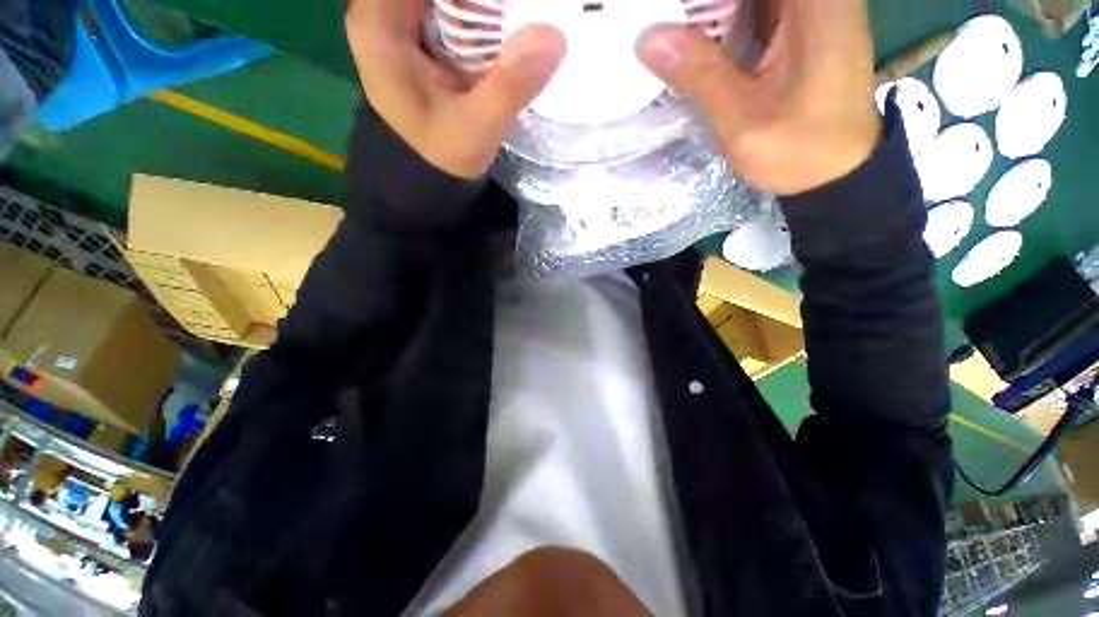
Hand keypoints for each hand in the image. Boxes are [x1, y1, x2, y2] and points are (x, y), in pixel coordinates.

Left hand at [346, 0, 565, 178]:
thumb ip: (511, 85)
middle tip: (509, 16)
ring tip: (506, 20)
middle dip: (473, 4)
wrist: (429, 178)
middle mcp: (377, 14)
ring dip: (472, 8)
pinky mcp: (410, 39)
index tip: (495, 11)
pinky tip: (492, 29)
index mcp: (379, 24)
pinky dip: (468, 13)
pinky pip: (439, 9)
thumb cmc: (444, 155)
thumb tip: (556, 37)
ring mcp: (392, 25)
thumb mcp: (479, 127)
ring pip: (437, 1)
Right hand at [638, 0, 881, 195]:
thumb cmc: (798, 151)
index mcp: (814, 3)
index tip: (668, 20)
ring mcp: (811, 7)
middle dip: (699, 8)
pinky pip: (753, 10)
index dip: (700, 2)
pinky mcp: (802, 25)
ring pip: (744, 0)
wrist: (836, 172)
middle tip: (661, 29)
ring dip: (707, 15)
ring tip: (671, 38)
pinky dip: (722, 23)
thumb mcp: (742, 121)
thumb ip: (700, 76)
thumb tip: (648, 38)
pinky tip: (696, 47)